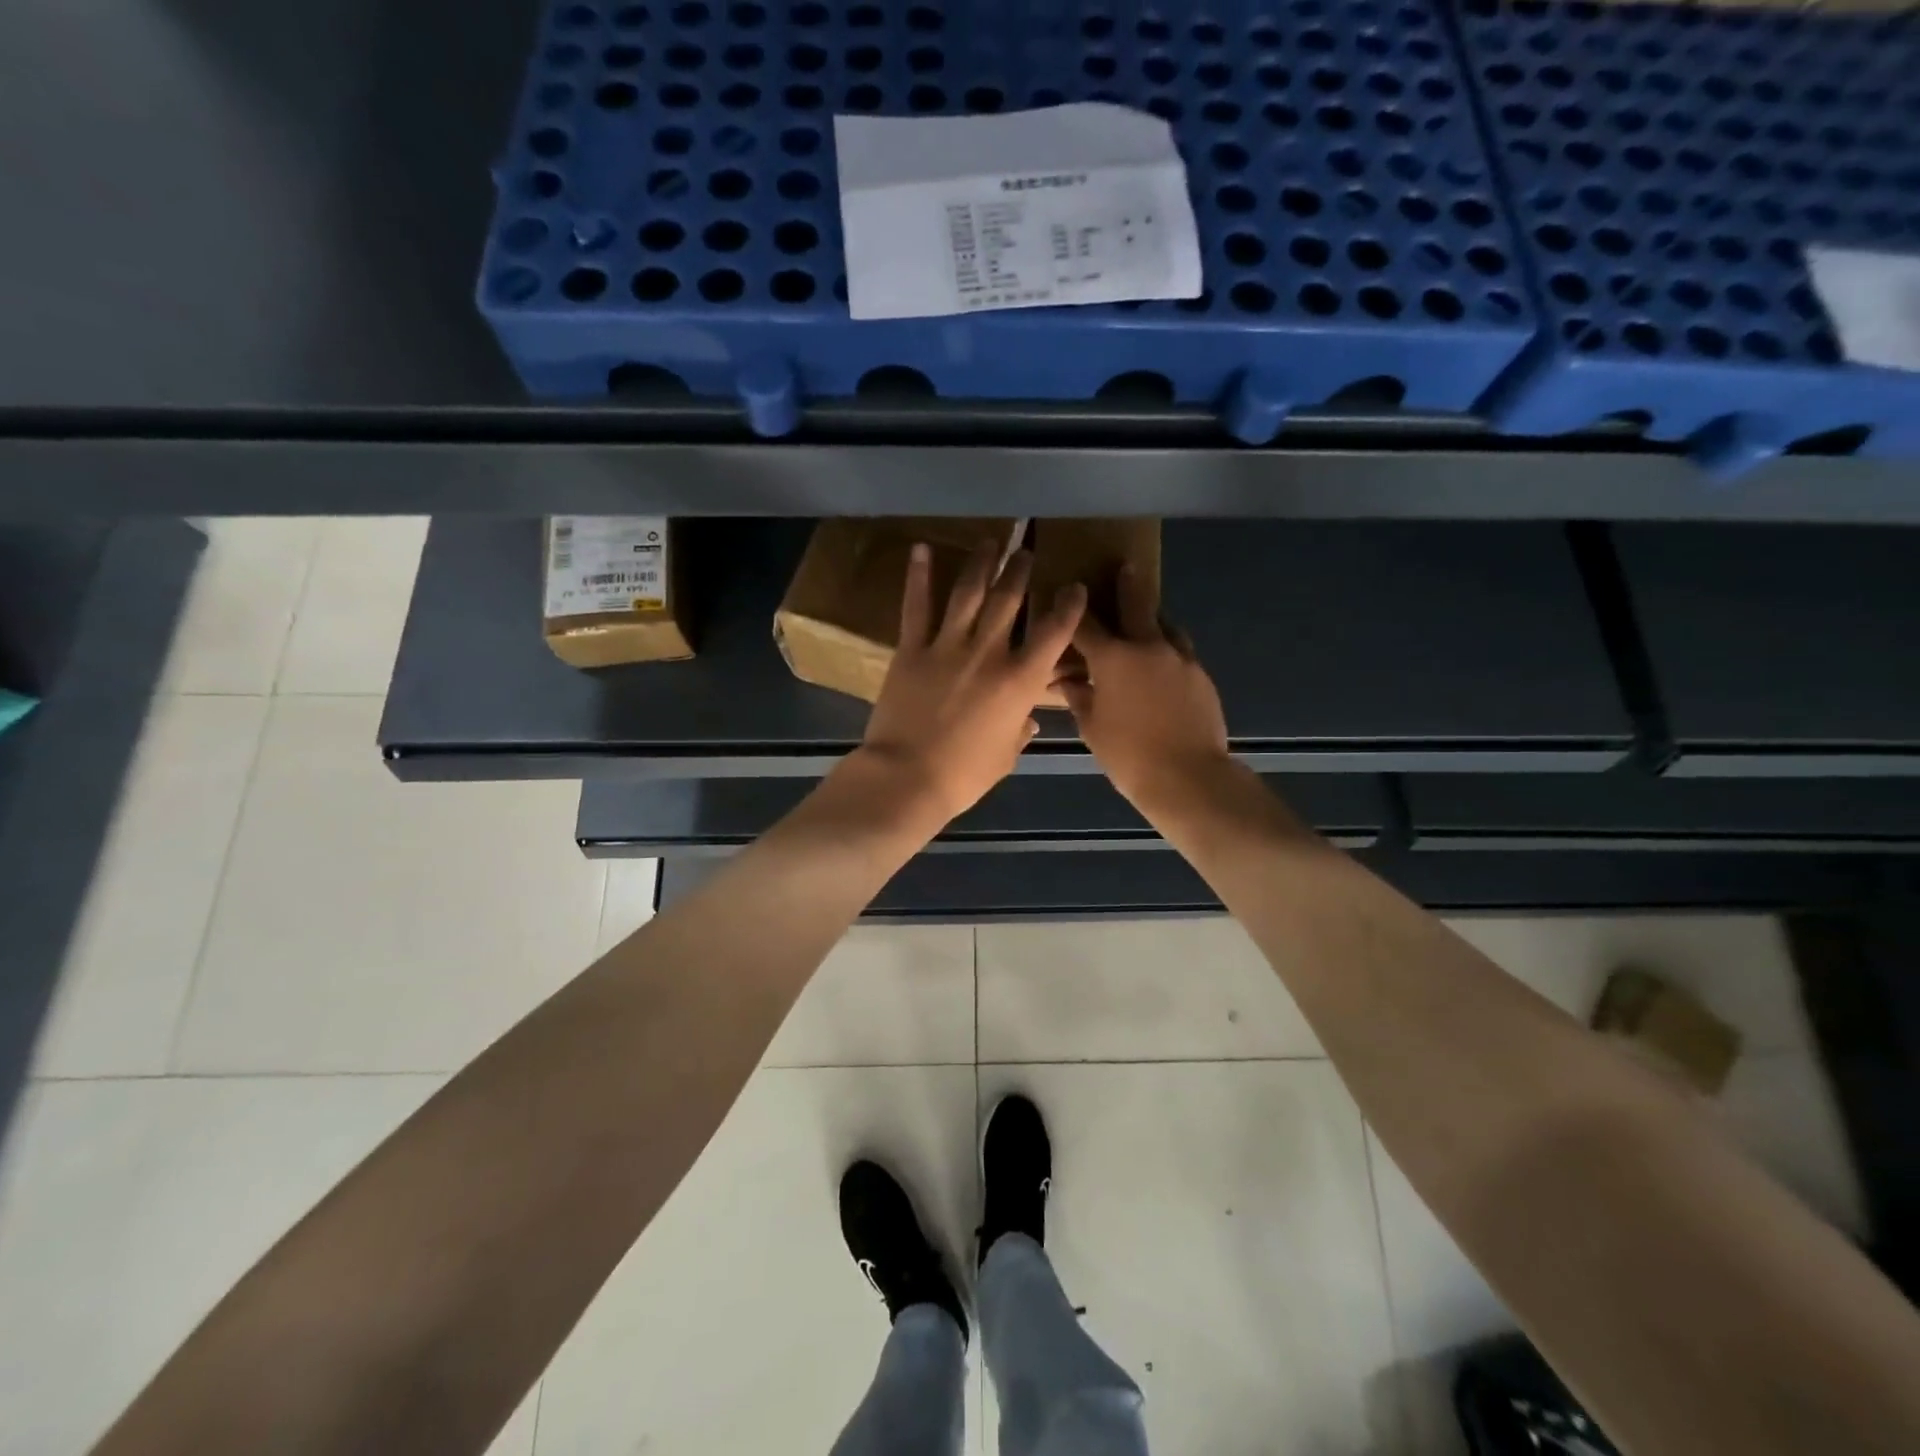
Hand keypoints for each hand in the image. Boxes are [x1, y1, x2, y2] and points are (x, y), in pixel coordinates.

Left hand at [856, 541, 1086, 823]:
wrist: (907, 777)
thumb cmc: (964, 775)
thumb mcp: (1005, 755)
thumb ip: (1019, 730)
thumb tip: (1028, 719)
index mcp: (1020, 681)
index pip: (1054, 632)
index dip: (1068, 606)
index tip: (1074, 588)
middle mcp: (988, 652)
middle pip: (1009, 599)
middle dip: (1021, 570)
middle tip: (1026, 551)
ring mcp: (947, 646)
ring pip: (968, 592)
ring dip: (981, 562)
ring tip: (990, 541)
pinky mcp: (911, 649)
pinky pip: (916, 606)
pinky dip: (918, 575)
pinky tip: (921, 548)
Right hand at [1060, 564, 1231, 810]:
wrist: (1188, 776)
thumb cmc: (1128, 754)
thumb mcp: (1092, 727)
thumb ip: (1079, 697)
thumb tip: (1065, 681)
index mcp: (1114, 658)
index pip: (1086, 625)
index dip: (1073, 610)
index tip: (1066, 595)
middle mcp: (1149, 647)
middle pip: (1137, 605)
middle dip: (1127, 585)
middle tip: (1125, 567)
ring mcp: (1181, 659)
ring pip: (1166, 626)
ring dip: (1152, 620)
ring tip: (1144, 624)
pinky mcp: (1201, 676)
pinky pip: (1180, 653)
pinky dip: (1168, 651)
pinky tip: (1162, 668)